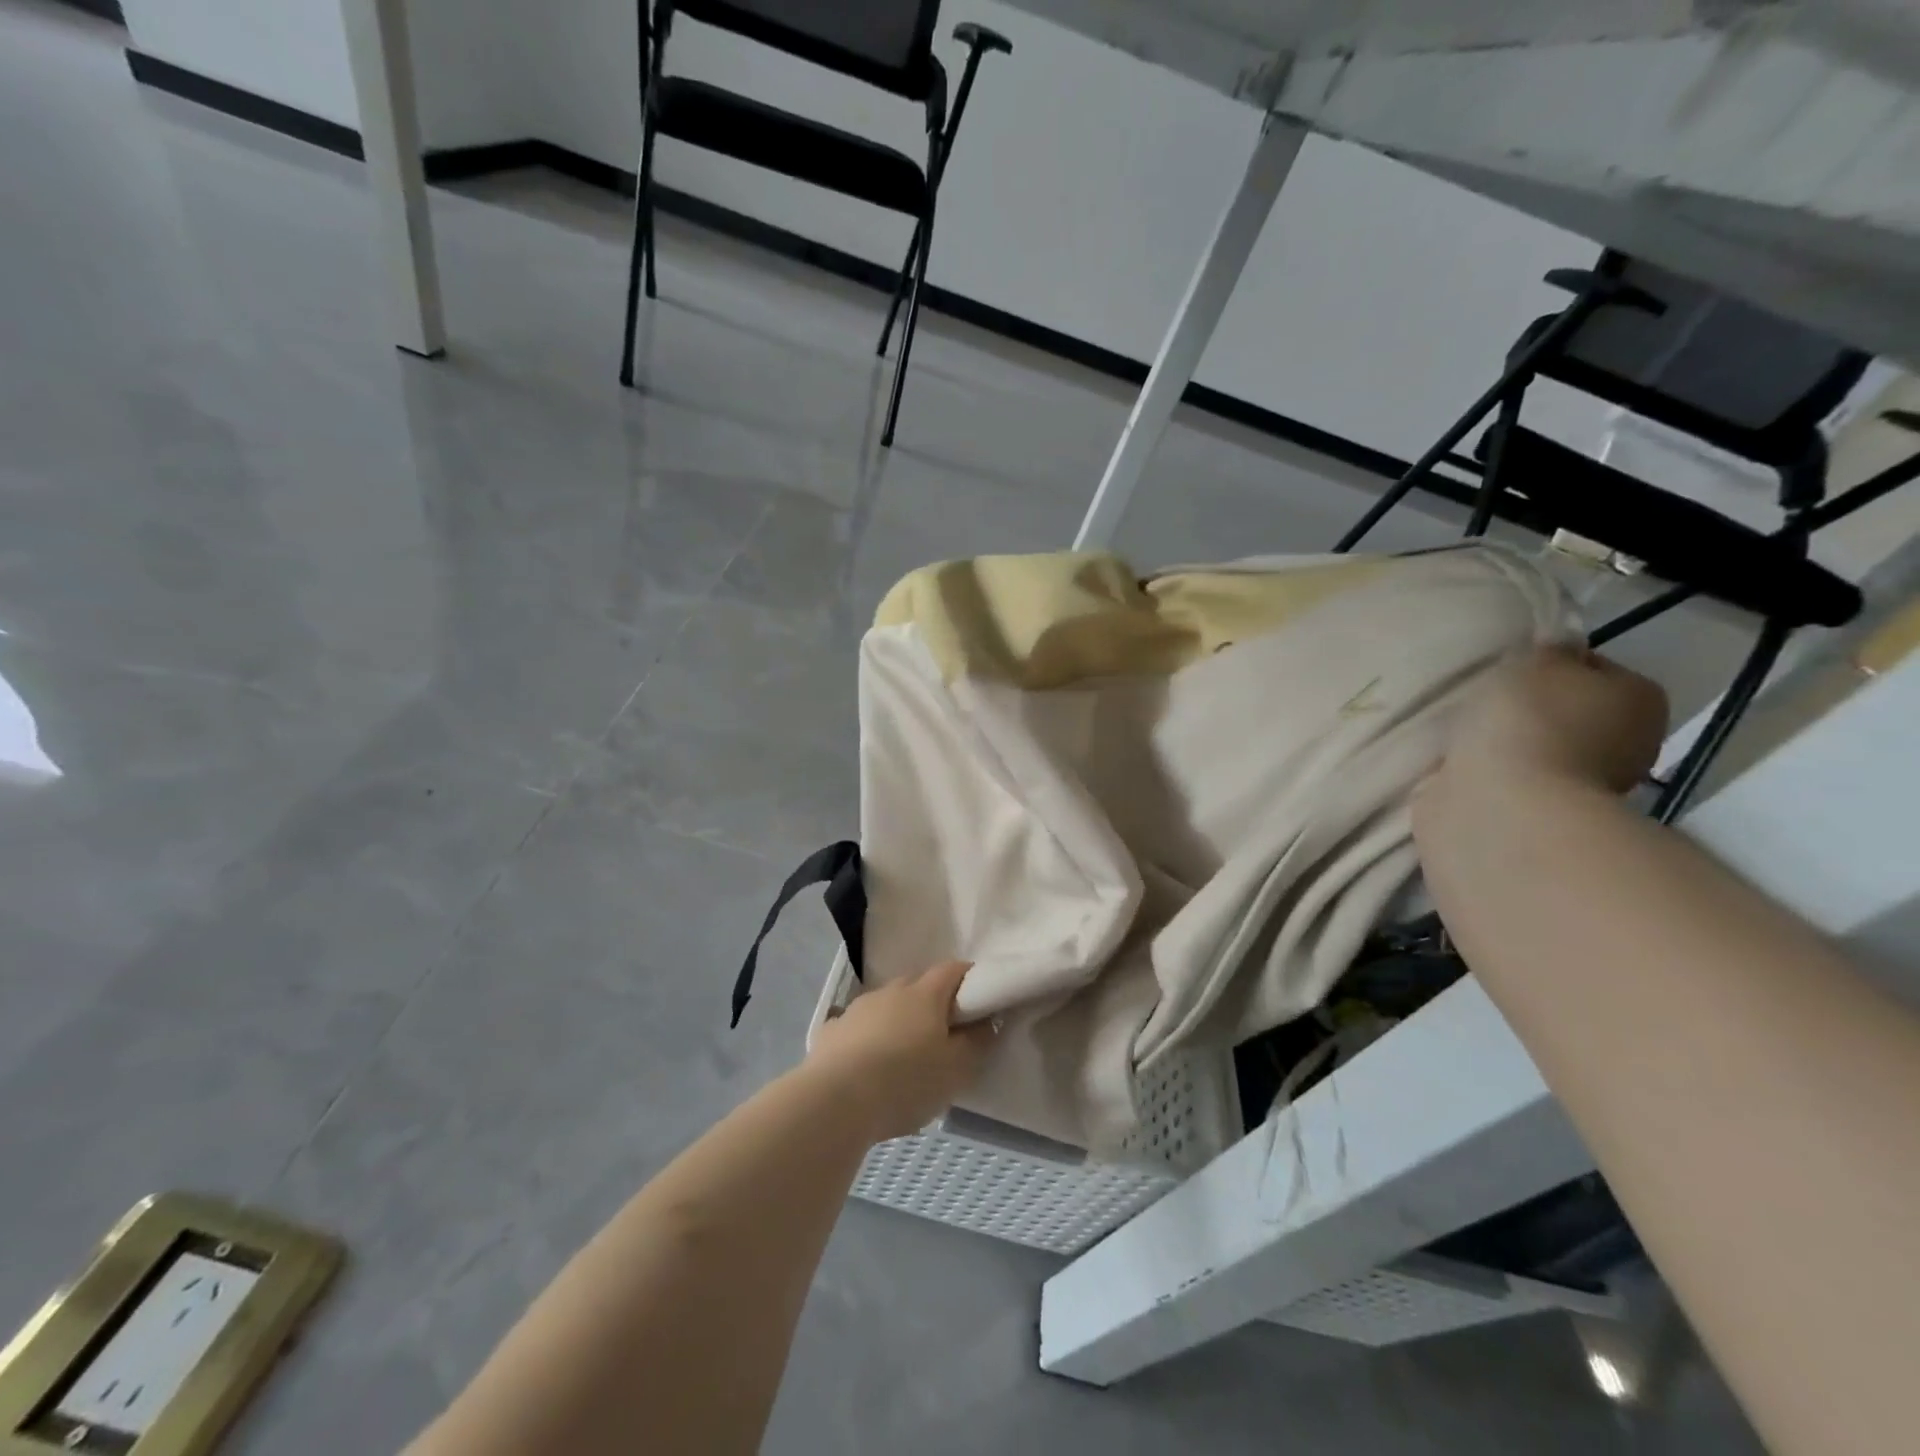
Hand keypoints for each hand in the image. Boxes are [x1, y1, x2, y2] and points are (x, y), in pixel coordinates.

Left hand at [806, 961, 995, 1142]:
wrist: (835, 1101)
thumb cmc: (906, 1082)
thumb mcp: (956, 1070)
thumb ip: (977, 1043)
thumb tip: (987, 1022)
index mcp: (925, 995)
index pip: (952, 970)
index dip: (968, 978)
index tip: (979, 999)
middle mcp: (890, 991)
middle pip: (917, 984)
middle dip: (932, 1000)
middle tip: (943, 1031)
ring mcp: (857, 1008)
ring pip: (885, 1005)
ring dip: (897, 1019)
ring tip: (902, 1053)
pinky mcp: (831, 1031)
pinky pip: (856, 1027)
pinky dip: (865, 1037)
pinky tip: (865, 1063)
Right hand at [1434, 644, 1668, 795]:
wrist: (1504, 806)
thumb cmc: (1530, 722)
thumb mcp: (1539, 662)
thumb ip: (1550, 649)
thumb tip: (1559, 646)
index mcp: (1640, 699)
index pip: (1592, 668)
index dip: (1551, 664)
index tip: (1512, 670)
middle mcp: (1628, 744)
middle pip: (1568, 712)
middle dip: (1529, 710)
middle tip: (1483, 702)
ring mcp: (1585, 787)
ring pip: (1538, 748)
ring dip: (1507, 744)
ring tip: (1464, 735)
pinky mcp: (1539, 815)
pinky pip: (1511, 781)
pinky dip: (1490, 774)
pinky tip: (1461, 766)